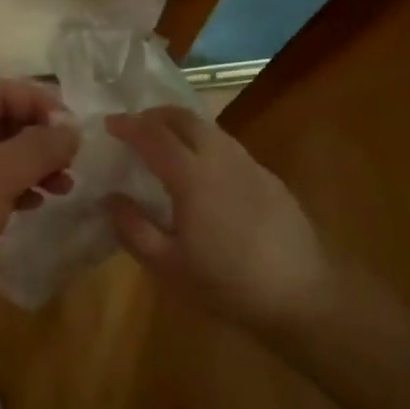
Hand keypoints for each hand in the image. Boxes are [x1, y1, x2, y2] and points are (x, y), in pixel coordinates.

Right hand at [104, 106, 331, 331]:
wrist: (300, 293)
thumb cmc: (226, 283)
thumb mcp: (168, 265)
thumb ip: (133, 228)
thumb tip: (111, 198)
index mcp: (192, 177)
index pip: (153, 135)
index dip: (128, 125)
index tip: (109, 124)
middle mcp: (221, 158)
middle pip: (184, 118)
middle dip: (155, 115)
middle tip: (134, 126)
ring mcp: (249, 164)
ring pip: (210, 129)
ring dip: (181, 126)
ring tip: (164, 144)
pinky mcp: (268, 177)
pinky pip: (228, 147)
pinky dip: (205, 144)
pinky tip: (202, 171)